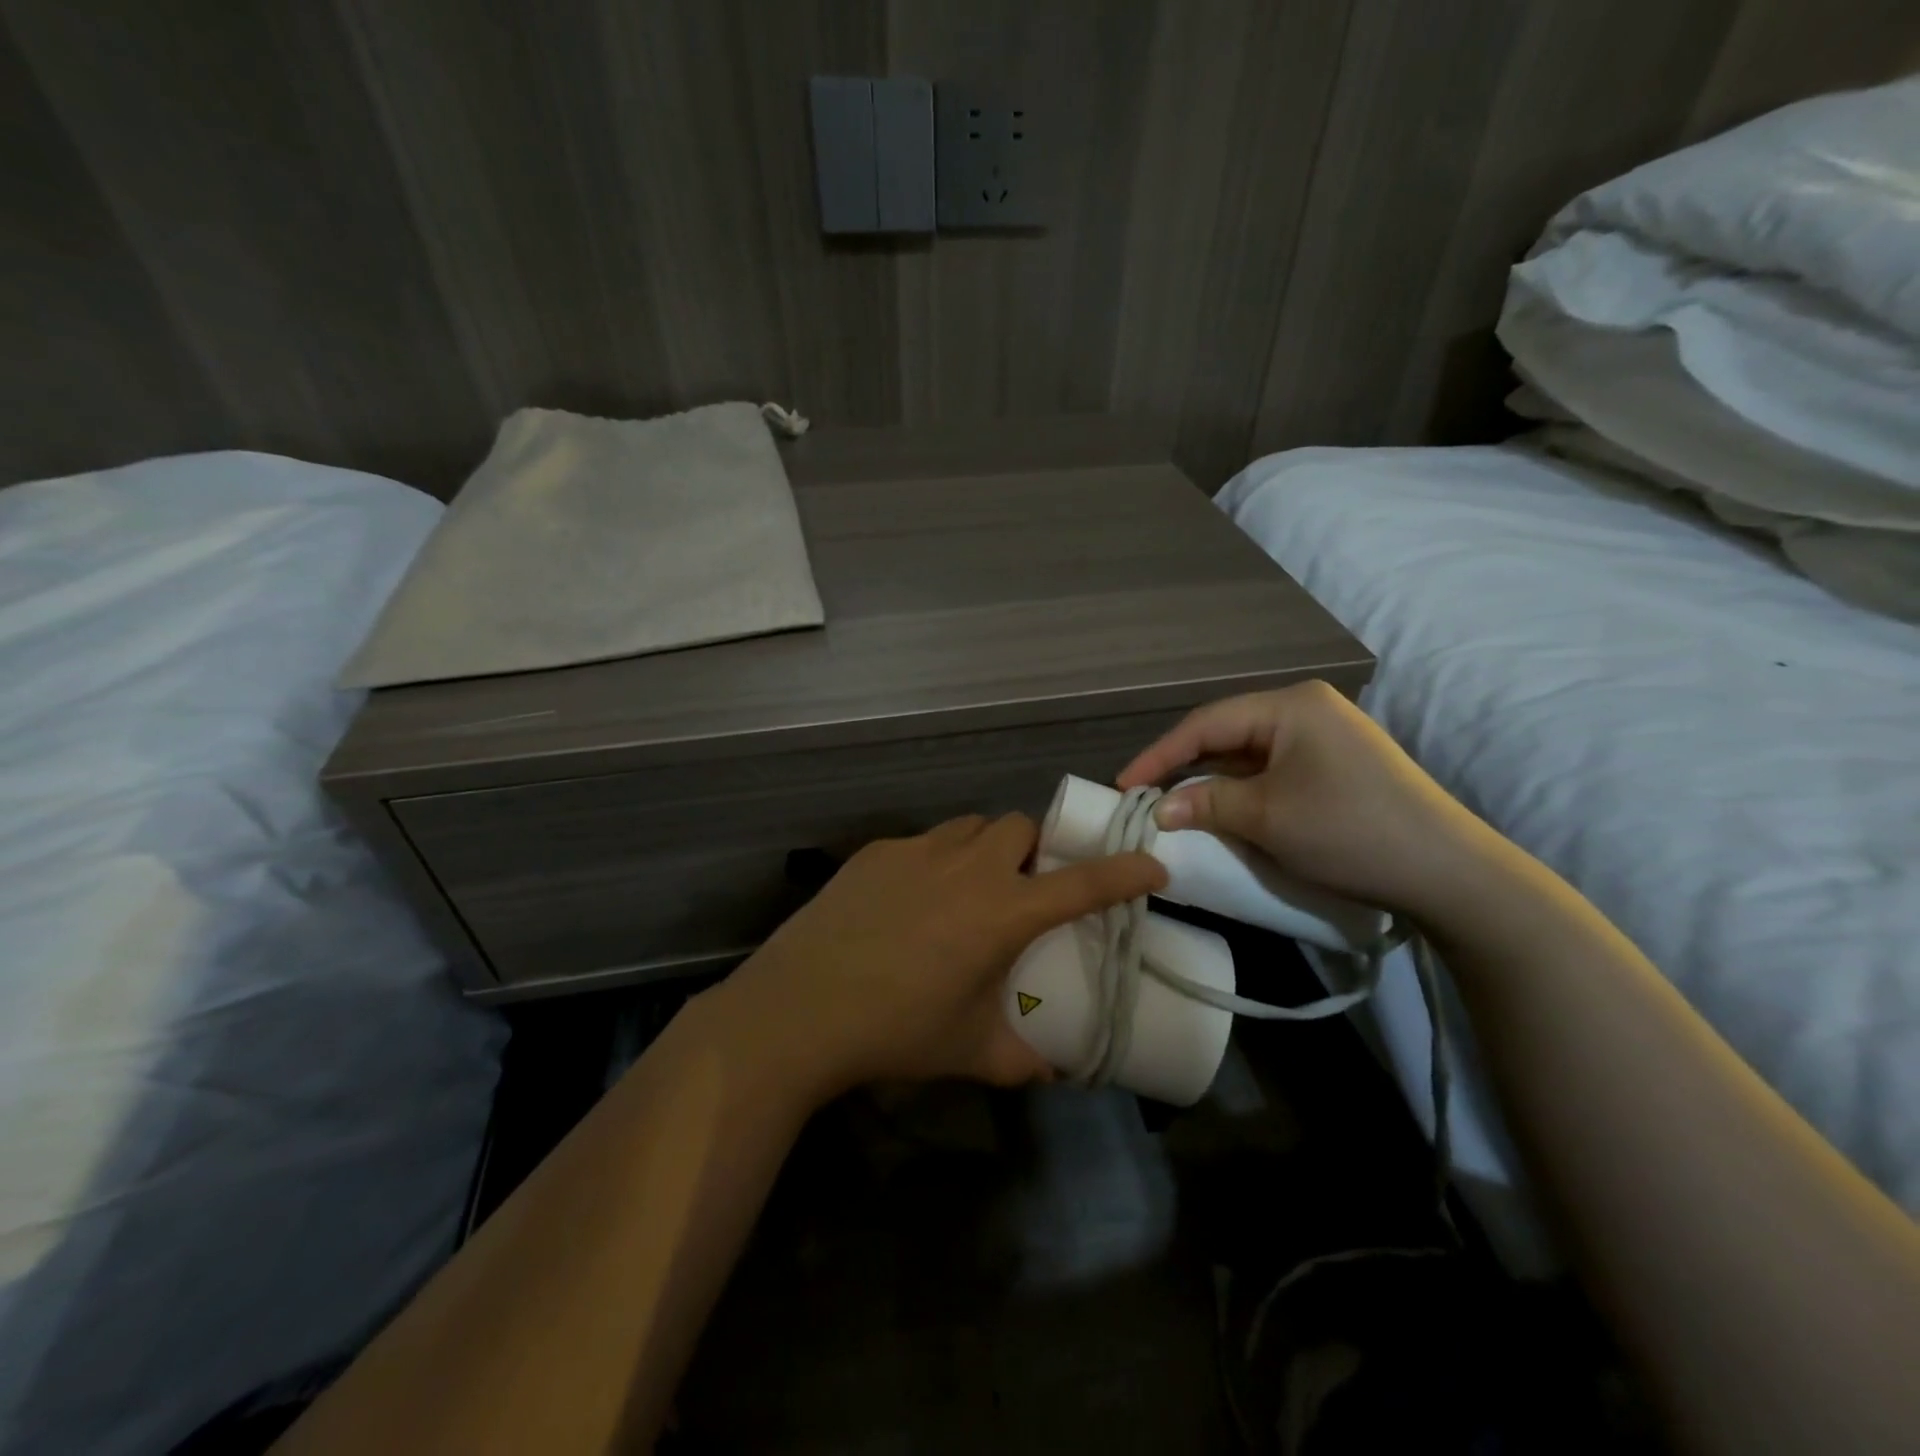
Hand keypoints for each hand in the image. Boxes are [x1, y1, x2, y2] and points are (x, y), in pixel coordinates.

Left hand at [700, 813, 1166, 1102]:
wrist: (799, 1009)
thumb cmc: (896, 1031)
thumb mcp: (971, 1051)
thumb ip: (1022, 1059)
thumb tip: (1054, 1071)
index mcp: (1002, 912)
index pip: (1081, 883)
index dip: (1124, 871)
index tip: (1152, 863)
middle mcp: (968, 868)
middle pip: (1020, 828)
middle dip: (1034, 850)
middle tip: (1025, 888)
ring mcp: (917, 852)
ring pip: (970, 828)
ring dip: (986, 848)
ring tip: (970, 887)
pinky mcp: (876, 853)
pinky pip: (923, 843)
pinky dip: (935, 861)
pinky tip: (911, 901)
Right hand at [1117, 680, 1492, 917]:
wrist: (1447, 872)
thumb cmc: (1348, 830)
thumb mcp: (1266, 817)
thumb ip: (1205, 803)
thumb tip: (1159, 808)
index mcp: (1290, 705)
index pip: (1206, 723)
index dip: (1160, 755)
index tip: (1124, 784)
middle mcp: (1307, 709)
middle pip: (1227, 734)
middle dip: (1185, 766)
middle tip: (1146, 796)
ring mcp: (1326, 737)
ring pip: (1249, 755)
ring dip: (1213, 782)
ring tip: (1176, 806)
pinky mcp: (1338, 766)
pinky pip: (1274, 771)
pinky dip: (1244, 791)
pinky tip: (1225, 810)